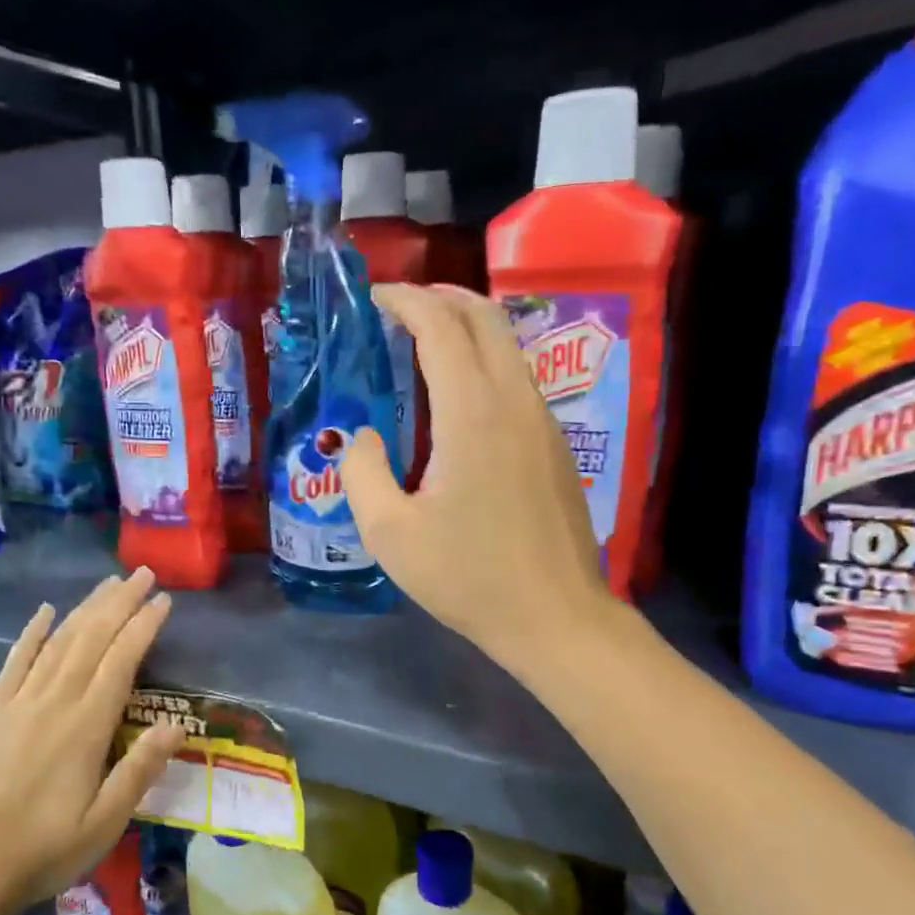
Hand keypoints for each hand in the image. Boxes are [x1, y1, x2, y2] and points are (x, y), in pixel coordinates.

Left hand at [0, 568, 184, 914]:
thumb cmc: (45, 851)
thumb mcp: (105, 822)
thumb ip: (140, 771)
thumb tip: (176, 727)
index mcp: (85, 727)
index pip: (121, 661)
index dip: (143, 626)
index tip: (163, 600)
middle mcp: (53, 703)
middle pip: (91, 639)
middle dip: (120, 603)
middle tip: (143, 574)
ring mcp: (18, 704)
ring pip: (57, 642)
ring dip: (85, 609)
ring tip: (108, 584)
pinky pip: (14, 662)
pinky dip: (31, 633)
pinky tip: (44, 612)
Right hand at [343, 283, 614, 671]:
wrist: (555, 617)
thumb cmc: (468, 578)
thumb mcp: (390, 534)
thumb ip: (362, 472)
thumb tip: (359, 437)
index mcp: (472, 413)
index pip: (441, 326)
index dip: (405, 300)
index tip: (373, 298)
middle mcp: (514, 401)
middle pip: (484, 317)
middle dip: (440, 297)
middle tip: (398, 308)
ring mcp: (542, 421)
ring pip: (507, 345)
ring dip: (465, 327)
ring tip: (423, 342)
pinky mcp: (554, 445)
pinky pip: (517, 378)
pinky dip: (483, 361)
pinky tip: (458, 395)